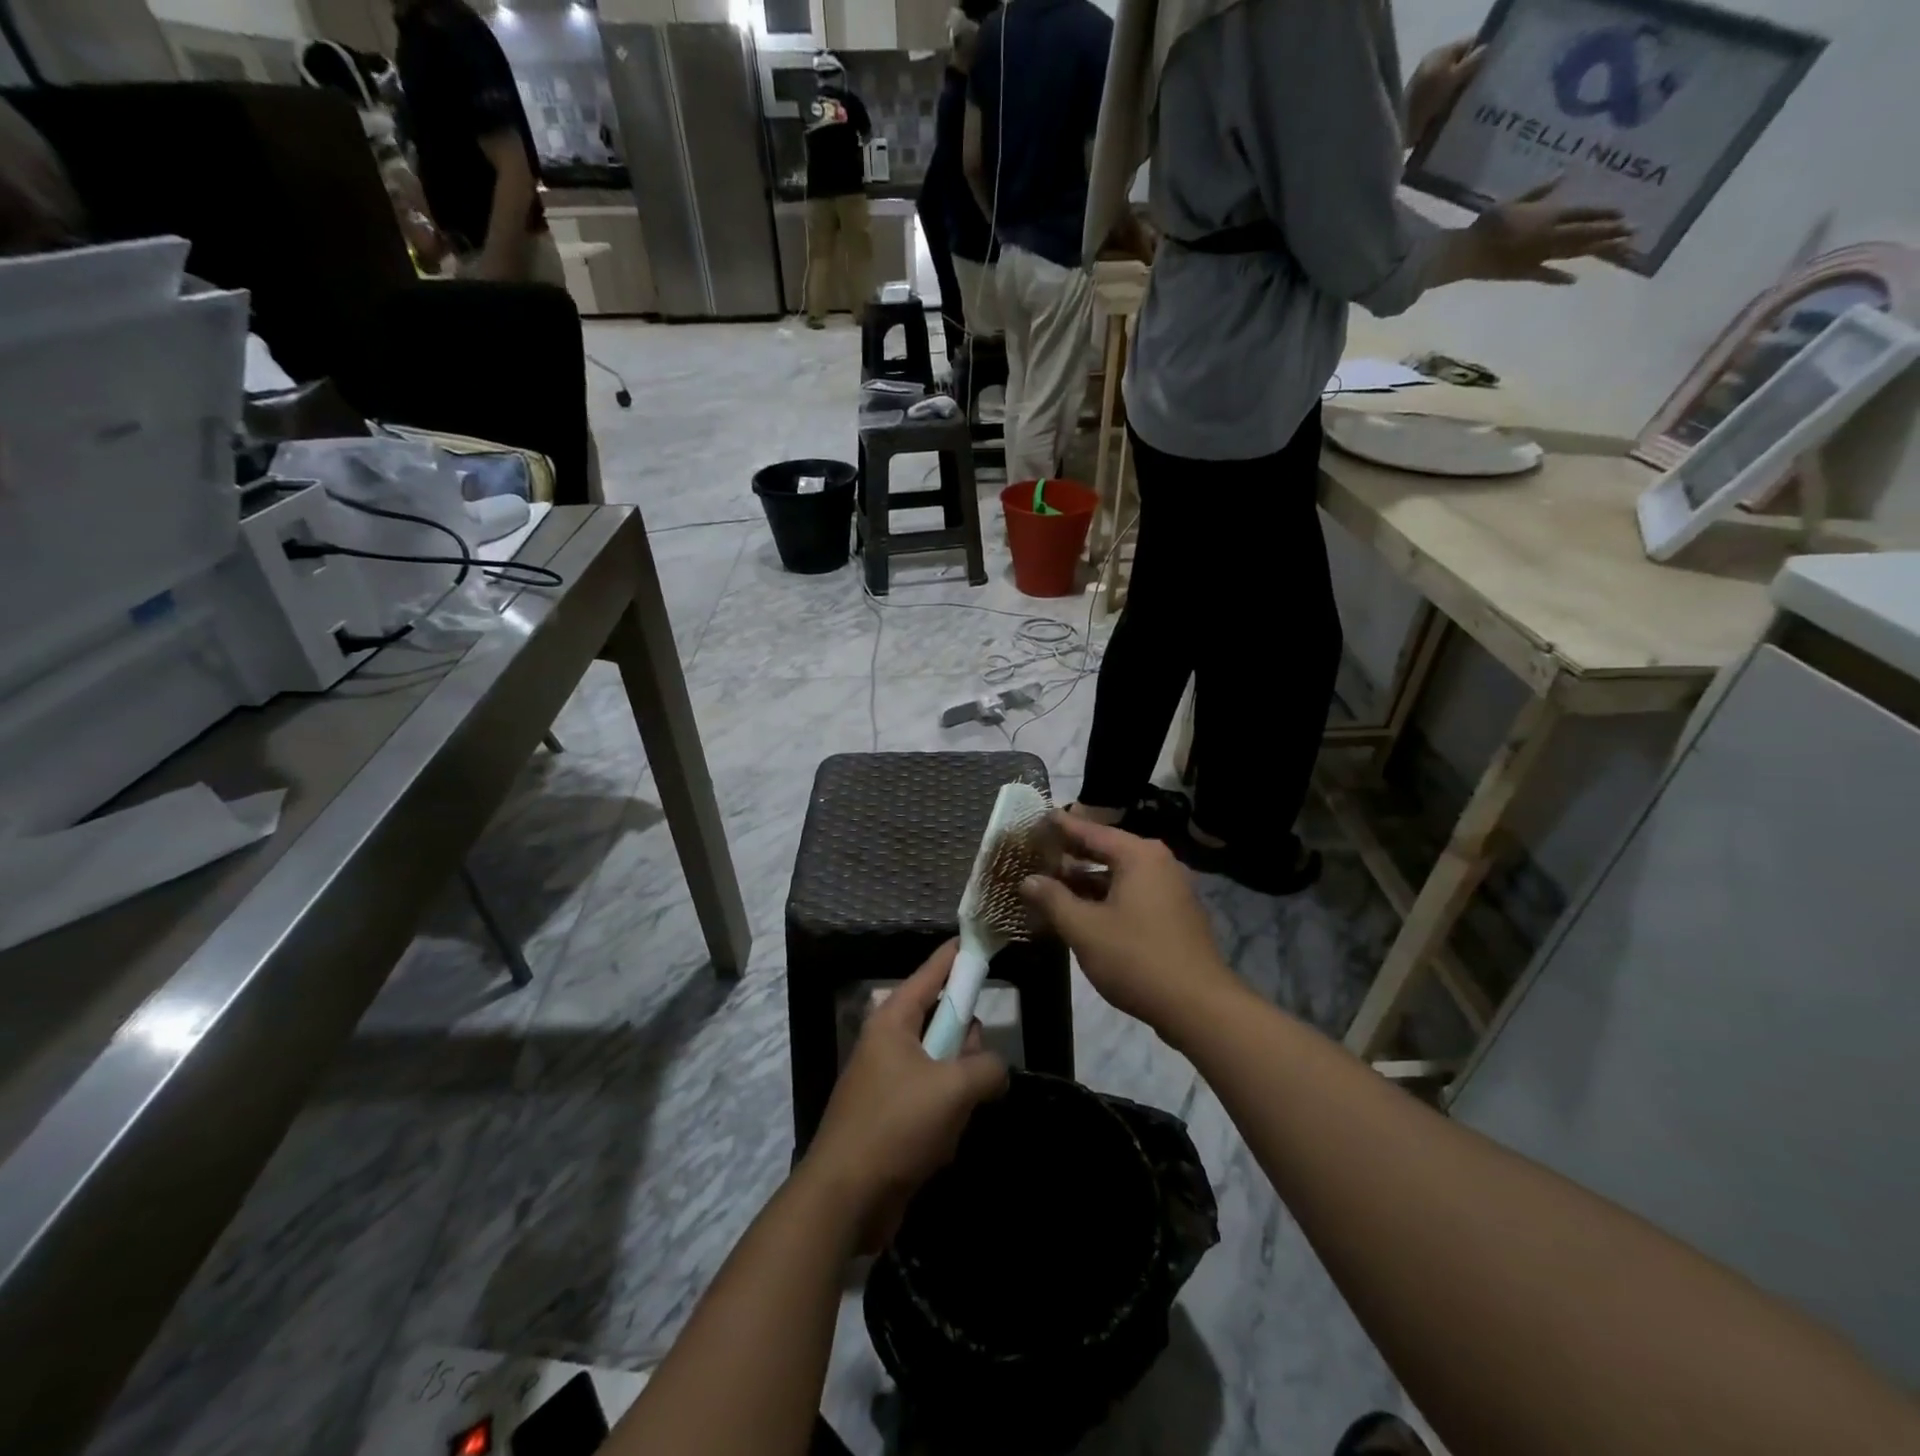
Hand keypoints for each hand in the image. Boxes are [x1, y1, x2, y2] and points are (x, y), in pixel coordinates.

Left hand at [801, 943, 1008, 1249]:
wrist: (846, 1198)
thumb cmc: (895, 1126)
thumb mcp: (953, 1088)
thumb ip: (987, 1067)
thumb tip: (996, 1070)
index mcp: (893, 1021)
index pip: (931, 973)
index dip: (957, 956)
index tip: (978, 938)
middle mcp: (889, 1043)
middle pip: (942, 1023)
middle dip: (965, 1046)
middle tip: (980, 1066)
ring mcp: (889, 1081)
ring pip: (943, 1067)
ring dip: (958, 1092)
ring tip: (955, 1119)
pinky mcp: (892, 1117)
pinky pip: (933, 1103)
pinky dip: (945, 1119)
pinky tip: (941, 1145)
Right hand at [1019, 814, 1239, 1039]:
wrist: (1198, 1007)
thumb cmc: (1136, 958)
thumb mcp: (1085, 928)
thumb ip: (1053, 899)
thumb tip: (1028, 880)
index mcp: (1139, 856)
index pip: (1091, 831)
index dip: (1061, 826)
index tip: (1037, 819)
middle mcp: (1159, 863)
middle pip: (1107, 850)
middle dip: (1072, 854)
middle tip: (1038, 852)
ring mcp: (1171, 889)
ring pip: (1120, 875)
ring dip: (1087, 880)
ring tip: (1052, 883)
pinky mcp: (1175, 915)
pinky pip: (1133, 893)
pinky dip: (1107, 896)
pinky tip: (1083, 910)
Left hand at [1406, 37, 1484, 144]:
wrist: (1396, 133)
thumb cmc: (1427, 102)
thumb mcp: (1453, 78)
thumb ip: (1472, 62)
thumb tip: (1487, 49)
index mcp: (1440, 54)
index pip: (1469, 43)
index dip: (1482, 52)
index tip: (1493, 66)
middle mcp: (1430, 66)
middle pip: (1459, 64)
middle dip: (1471, 74)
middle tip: (1484, 86)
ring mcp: (1423, 86)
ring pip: (1449, 83)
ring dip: (1459, 91)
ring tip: (1472, 102)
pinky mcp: (1418, 105)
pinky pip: (1439, 99)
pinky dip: (1447, 103)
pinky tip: (1455, 112)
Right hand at [1466, 178, 1635, 283]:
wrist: (1465, 254)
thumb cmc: (1487, 225)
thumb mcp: (1513, 200)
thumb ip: (1539, 191)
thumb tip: (1564, 174)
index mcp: (1548, 216)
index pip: (1583, 213)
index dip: (1604, 213)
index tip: (1624, 213)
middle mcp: (1549, 236)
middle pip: (1585, 233)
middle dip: (1611, 231)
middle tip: (1634, 231)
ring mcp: (1537, 257)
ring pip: (1573, 252)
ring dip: (1596, 250)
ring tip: (1618, 248)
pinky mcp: (1523, 273)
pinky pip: (1544, 275)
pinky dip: (1558, 278)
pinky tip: (1572, 280)